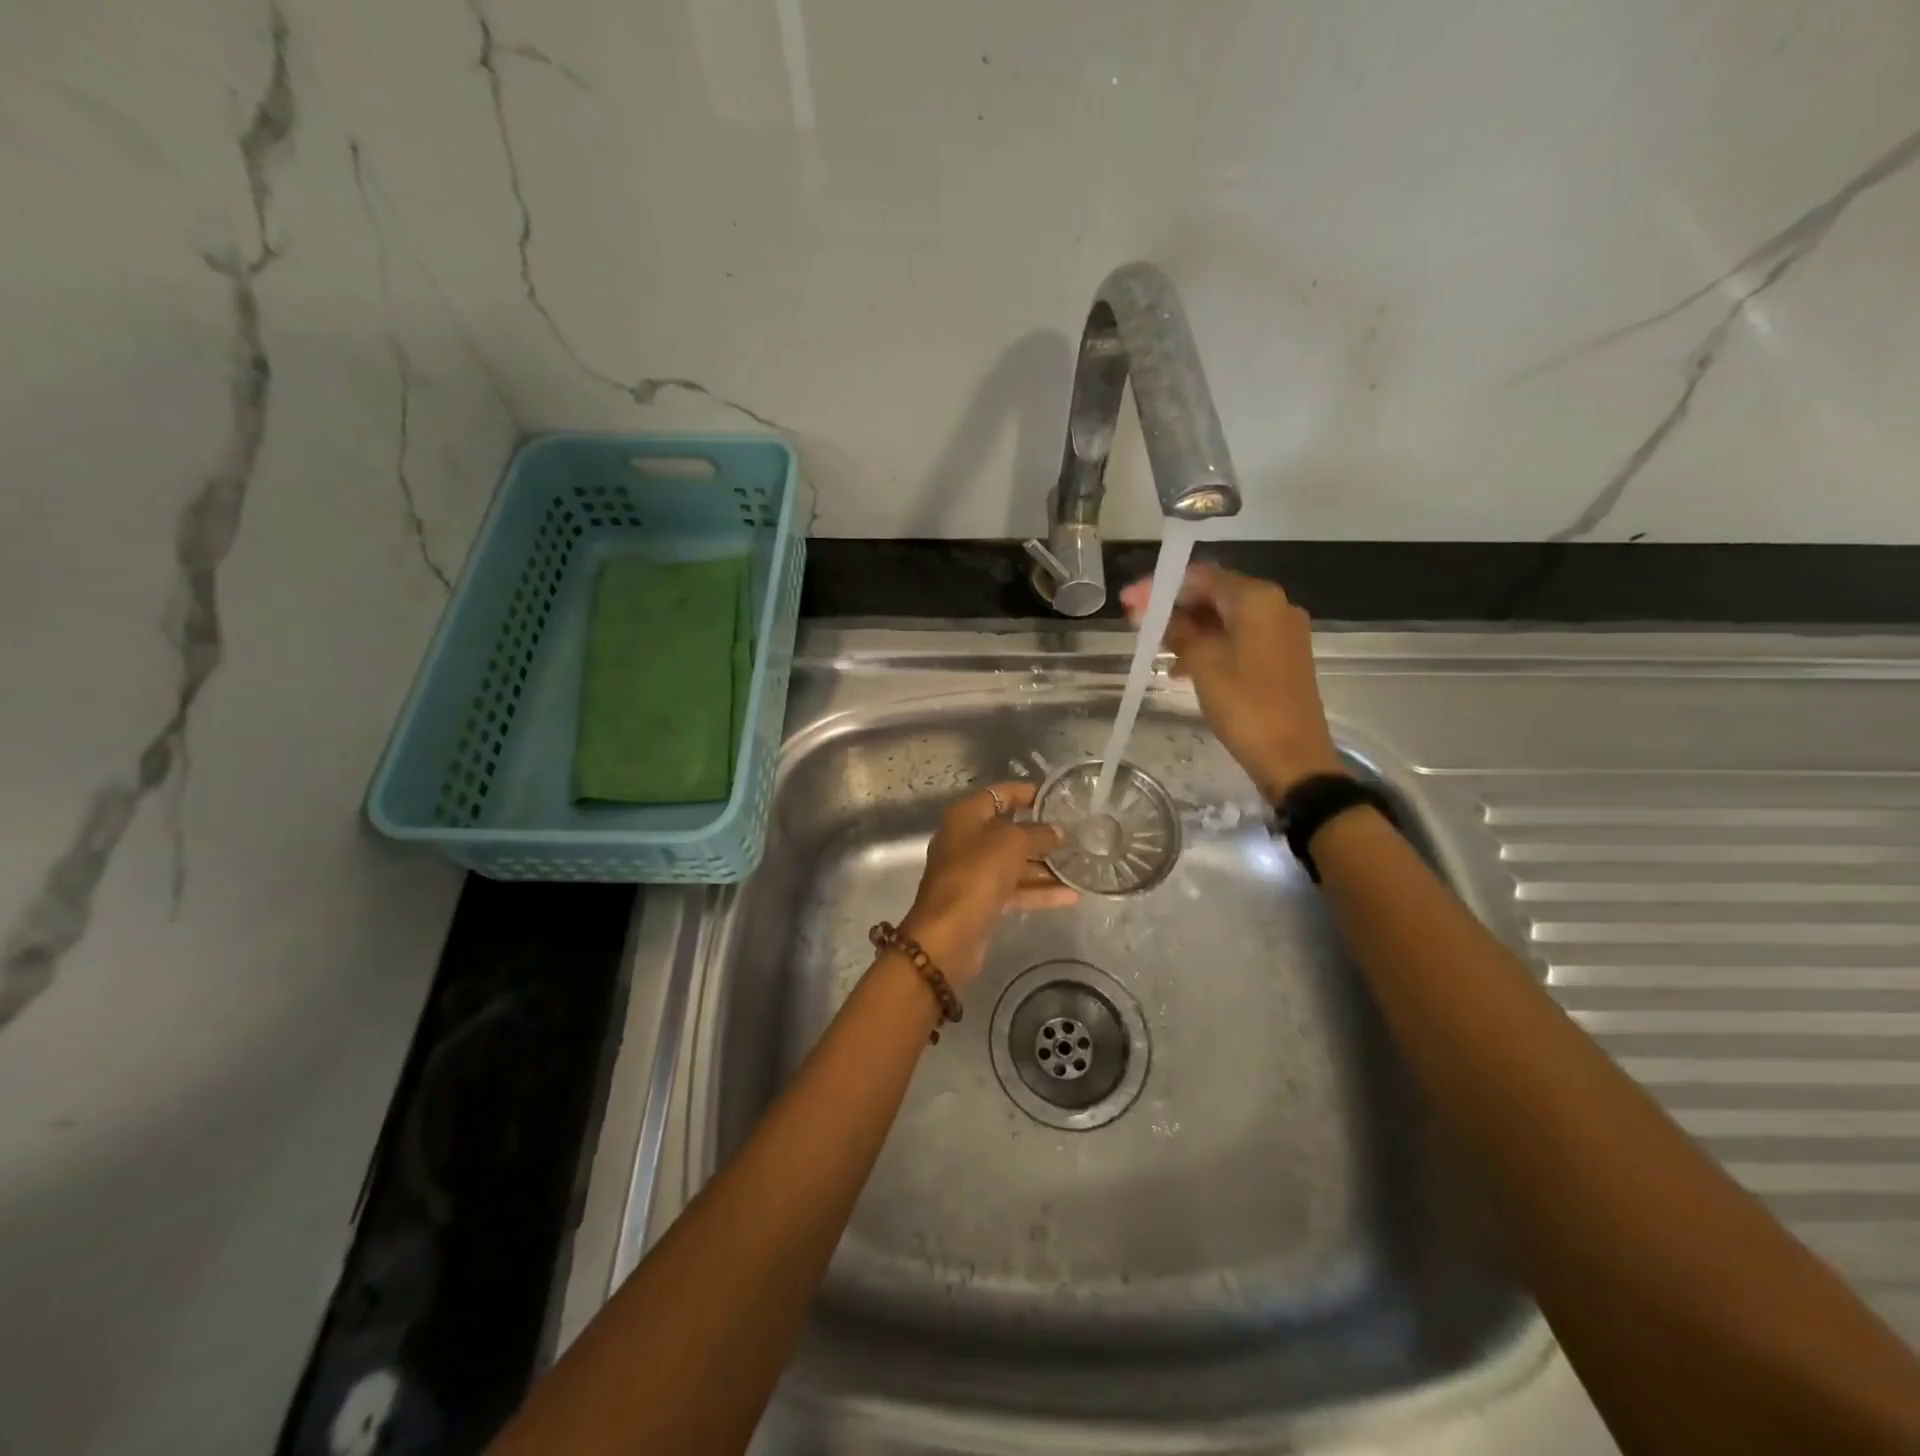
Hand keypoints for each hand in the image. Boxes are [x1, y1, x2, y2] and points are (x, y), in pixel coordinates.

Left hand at [899, 782, 1075, 985]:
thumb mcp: (1012, 843)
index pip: (1000, 794)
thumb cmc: (977, 874)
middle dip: (1042, 833)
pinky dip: (1040, 892)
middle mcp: (967, 841)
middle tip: (1077, 834)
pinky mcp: (983, 902)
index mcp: (966, 817)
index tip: (1059, 797)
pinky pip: (1016, 890)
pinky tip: (1072, 896)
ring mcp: (974, 873)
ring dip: (1045, 866)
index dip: (1028, 792)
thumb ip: (1038, 833)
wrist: (948, 934)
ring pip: (1015, 863)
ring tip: (1081, 865)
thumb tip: (1058, 831)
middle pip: (1009, 830)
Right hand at [1120, 563, 1342, 799]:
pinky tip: (1184, 668)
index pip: (1201, 576)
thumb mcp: (1203, 664)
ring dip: (1190, 629)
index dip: (1161, 586)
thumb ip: (1177, 630)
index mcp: (1257, 599)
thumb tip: (1151, 611)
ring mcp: (1282, 631)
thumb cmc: (1245, 706)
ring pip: (1226, 618)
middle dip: (1175, 607)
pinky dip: (1210, 645)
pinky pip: (1239, 637)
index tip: (1129, 602)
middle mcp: (1275, 605)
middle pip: (1215, 593)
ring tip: (1157, 651)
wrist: (1293, 757)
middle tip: (1139, 625)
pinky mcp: (1282, 655)